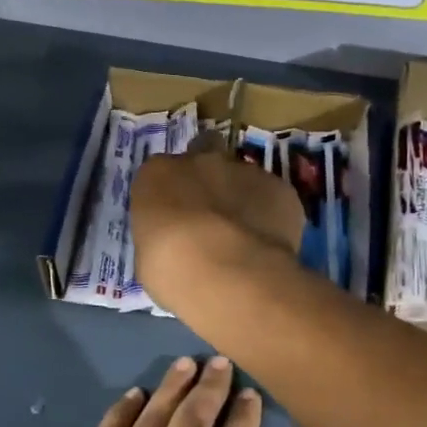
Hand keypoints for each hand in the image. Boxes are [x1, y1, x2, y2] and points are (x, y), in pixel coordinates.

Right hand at [131, 143, 305, 316]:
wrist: (224, 270)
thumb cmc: (168, 268)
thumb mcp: (146, 253)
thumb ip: (164, 232)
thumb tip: (180, 238)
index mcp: (158, 174)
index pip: (163, 172)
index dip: (173, 193)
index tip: (176, 217)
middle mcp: (202, 161)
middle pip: (206, 156)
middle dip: (210, 180)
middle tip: (212, 216)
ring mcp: (245, 170)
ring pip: (244, 177)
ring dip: (243, 198)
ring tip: (245, 238)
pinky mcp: (281, 189)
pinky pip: (275, 198)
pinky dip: (272, 215)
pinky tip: (268, 244)